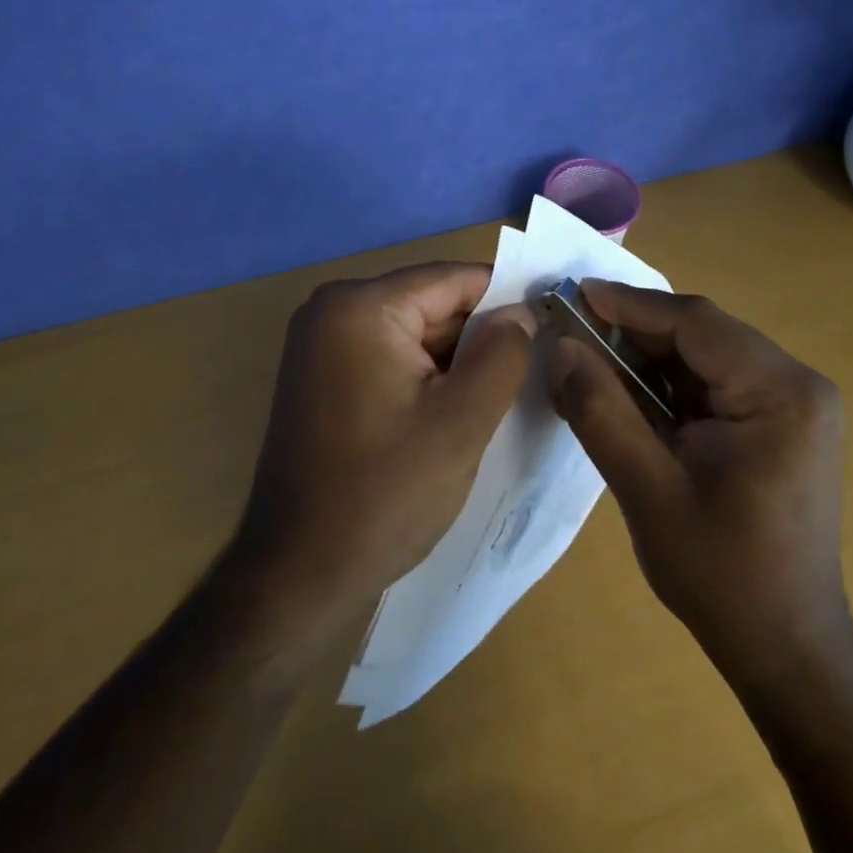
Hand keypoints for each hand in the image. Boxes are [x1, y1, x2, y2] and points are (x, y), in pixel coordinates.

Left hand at [230, 262, 534, 630]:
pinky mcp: (323, 378)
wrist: (299, 573)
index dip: (508, 299)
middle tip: (536, 371)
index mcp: (360, 306)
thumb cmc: (384, 494)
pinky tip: (458, 411)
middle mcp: (332, 310)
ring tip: (504, 396)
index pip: (454, 279)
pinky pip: (391, 359)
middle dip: (482, 335)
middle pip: (432, 304)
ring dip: (458, 361)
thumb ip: (504, 353)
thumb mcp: (462, 421)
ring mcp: (321, 345)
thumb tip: (523, 312)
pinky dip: (428, 378)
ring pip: (415, 334)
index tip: (553, 326)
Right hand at [549, 282, 848, 683]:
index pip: (696, 323)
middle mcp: (798, 384)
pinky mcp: (781, 423)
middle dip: (634, 331)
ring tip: (588, 360)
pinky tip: (627, 394)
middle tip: (572, 331)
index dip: (629, 304)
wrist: (787, 647)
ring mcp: (795, 404)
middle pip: (703, 334)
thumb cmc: (720, 573)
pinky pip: (715, 384)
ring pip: (705, 356)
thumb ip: (600, 410)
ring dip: (647, 358)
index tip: (573, 294)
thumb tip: (561, 346)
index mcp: (780, 393)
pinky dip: (668, 384)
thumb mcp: (646, 488)